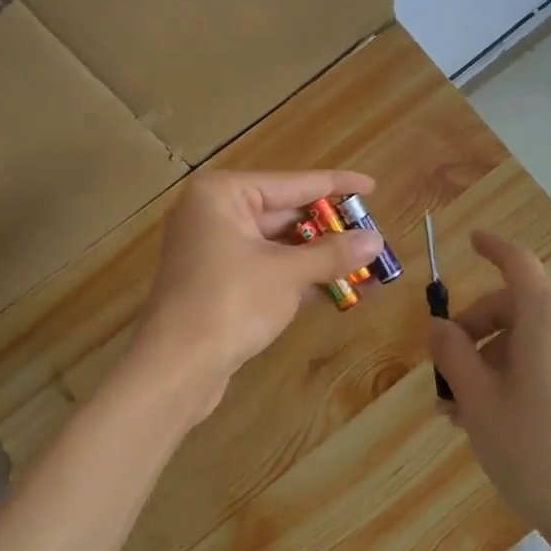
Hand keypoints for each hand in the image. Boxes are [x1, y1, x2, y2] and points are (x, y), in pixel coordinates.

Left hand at [132, 169, 382, 420]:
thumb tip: (375, 240)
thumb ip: (332, 254)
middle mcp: (214, 213)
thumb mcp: (287, 274)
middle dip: (330, 230)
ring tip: (366, 266)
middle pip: (285, 213)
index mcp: (223, 194)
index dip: (336, 186)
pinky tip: (338, 291)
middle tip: (373, 235)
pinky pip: (266, 268)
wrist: (175, 367)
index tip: (370, 186)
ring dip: (318, 258)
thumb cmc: (230, 303)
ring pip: (277, 245)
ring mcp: (213, 249)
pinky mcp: (217, 282)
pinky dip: (298, 278)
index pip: (293, 182)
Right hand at [428, 231, 550, 546]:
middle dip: (473, 332)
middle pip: (514, 306)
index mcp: (547, 317)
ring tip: (459, 410)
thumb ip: (453, 353)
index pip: (517, 263)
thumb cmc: (534, 448)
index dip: (492, 247)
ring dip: (490, 361)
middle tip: (442, 375)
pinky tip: (494, 417)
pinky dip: (518, 374)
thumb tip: (438, 326)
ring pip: (529, 340)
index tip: (471, 240)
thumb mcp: (478, 399)